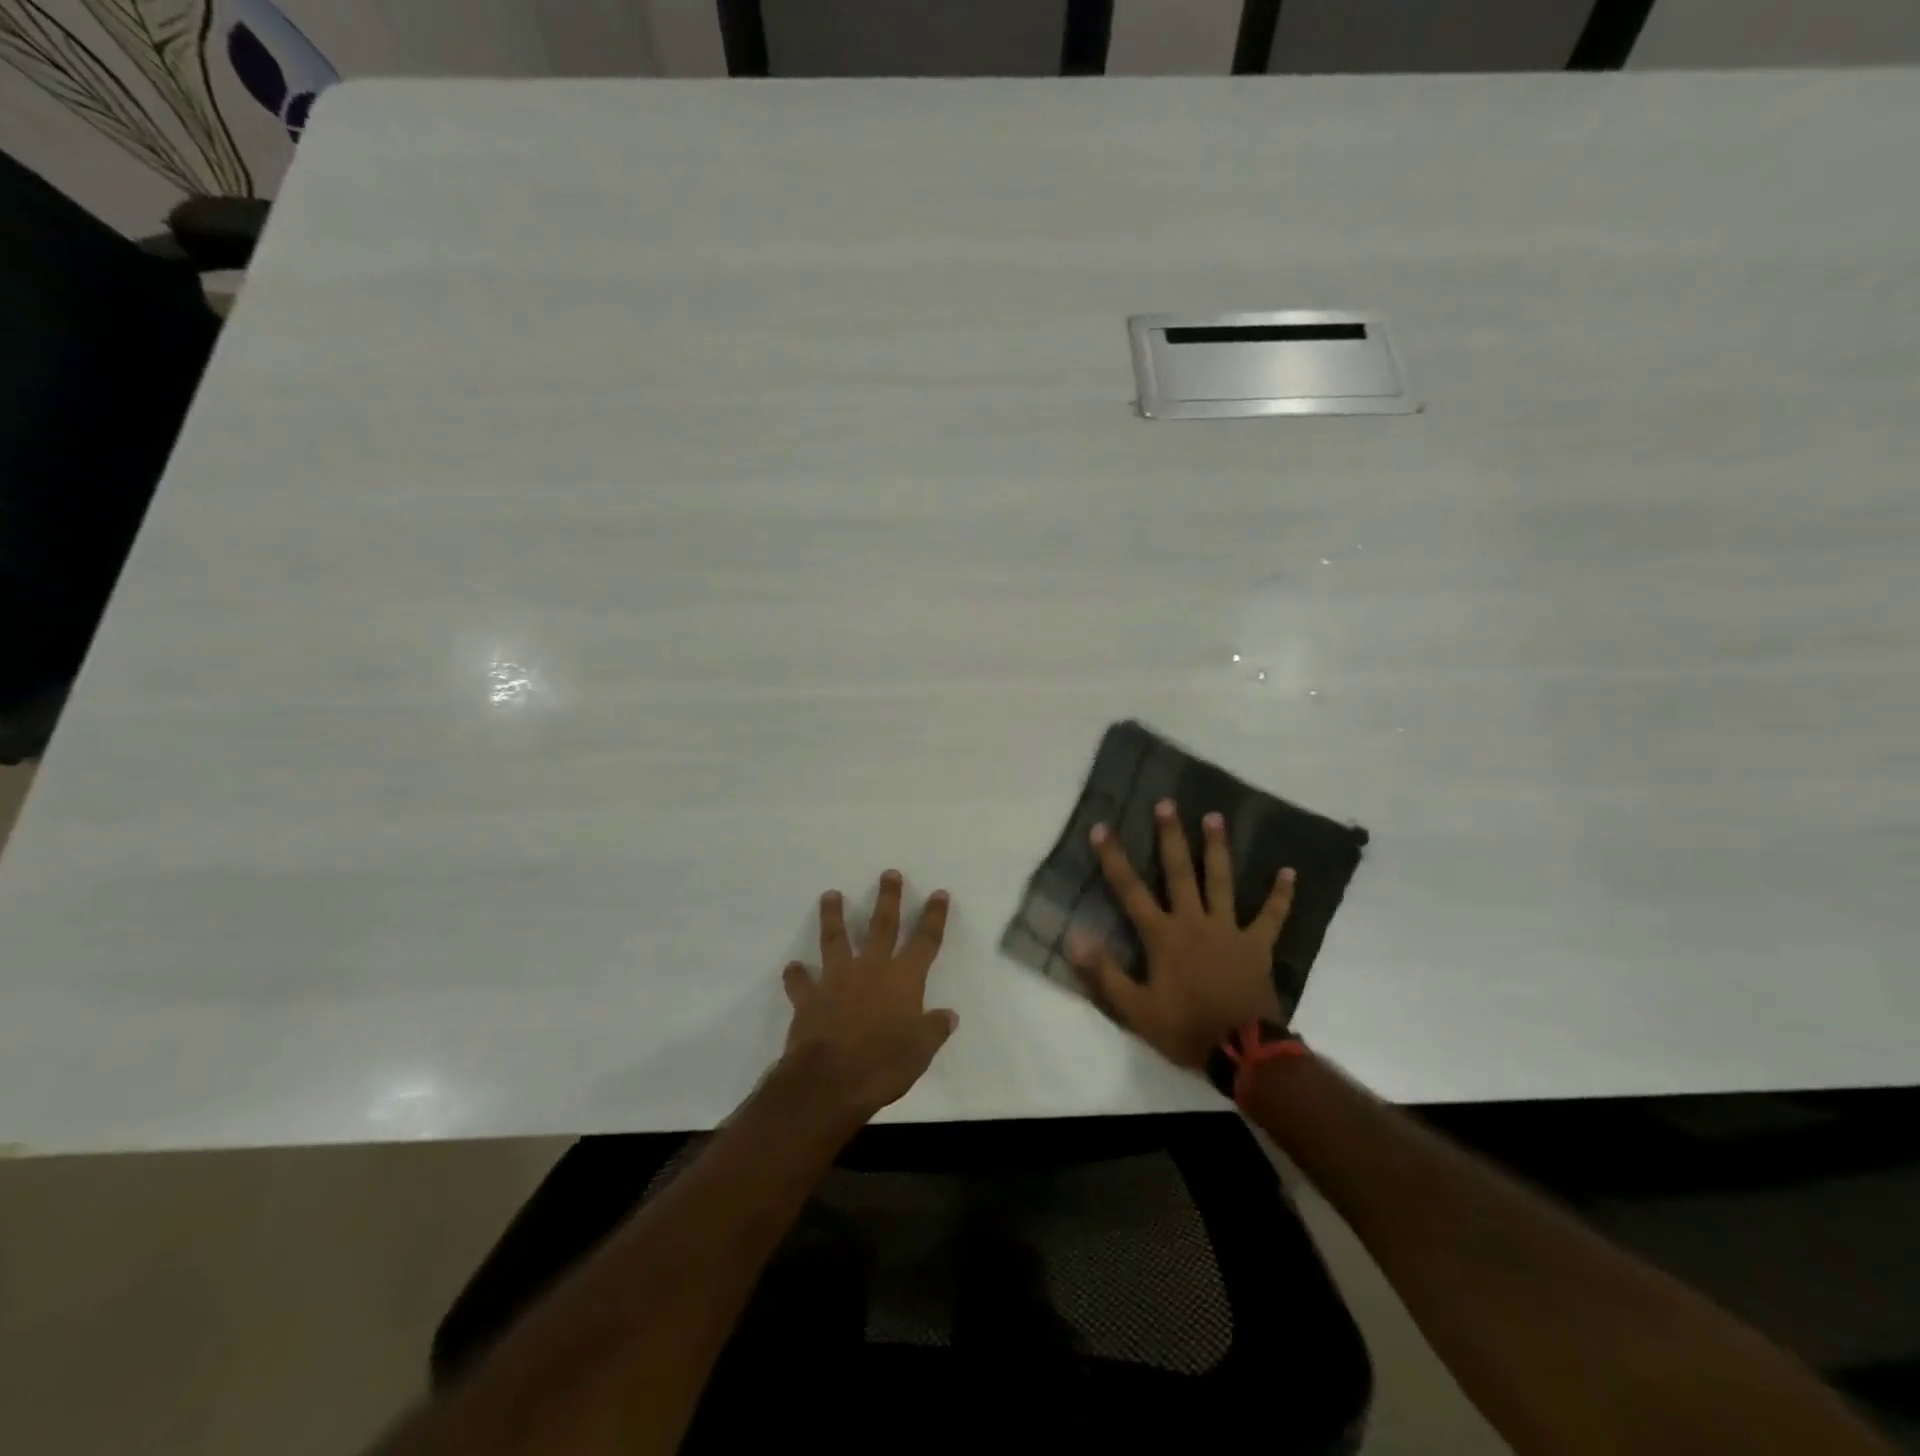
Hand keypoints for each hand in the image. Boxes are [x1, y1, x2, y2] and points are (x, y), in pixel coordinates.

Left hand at [779, 870, 958, 1122]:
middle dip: (888, 898)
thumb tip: (948, 1015)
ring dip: (834, 916)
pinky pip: (801, 982)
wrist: (830, 1081)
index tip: (938, 894)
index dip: (933, 917)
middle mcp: (872, 969)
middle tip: (888, 874)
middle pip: (882, 926)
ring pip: (836, 939)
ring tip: (830, 895)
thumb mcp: (921, 1052)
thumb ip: (933, 1029)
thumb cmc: (883, 1065)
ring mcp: (837, 979)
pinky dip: (796, 975)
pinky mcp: (809, 997)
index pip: (925, 941)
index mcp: (904, 980)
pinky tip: (792, 967)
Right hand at [1069, 800, 1295, 1070]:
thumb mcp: (1134, 1009)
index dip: (1114, 858)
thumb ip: (1103, 971)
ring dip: (1217, 848)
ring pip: (1221, 881)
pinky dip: (1280, 895)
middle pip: (1179, 872)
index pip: (1130, 890)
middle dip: (1170, 837)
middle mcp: (1194, 922)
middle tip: (1166, 803)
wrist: (1242, 1052)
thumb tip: (1073, 936)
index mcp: (1163, 936)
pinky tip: (1289, 872)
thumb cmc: (1184, 1028)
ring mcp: (1228, 930)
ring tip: (1214, 817)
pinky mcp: (1256, 945)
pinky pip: (1271, 916)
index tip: (1102, 827)